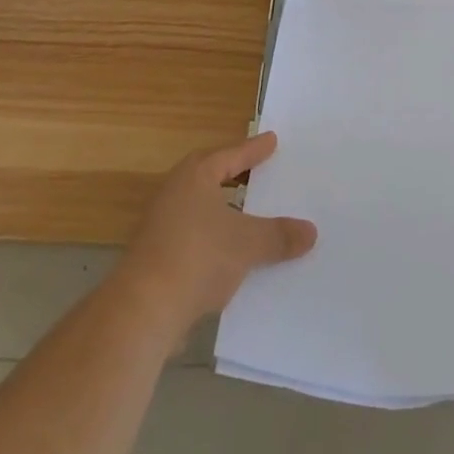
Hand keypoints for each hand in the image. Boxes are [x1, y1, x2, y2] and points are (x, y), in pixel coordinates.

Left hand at [116, 132, 317, 337]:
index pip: (230, 155)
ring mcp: (160, 226)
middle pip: (210, 177)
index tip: (272, 140)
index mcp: (195, 176)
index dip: (253, 150)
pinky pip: (194, 237)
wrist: (141, 312)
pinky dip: (213, 239)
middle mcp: (174, 193)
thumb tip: (311, 231)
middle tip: (258, 170)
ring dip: (223, 211)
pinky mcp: (155, 258)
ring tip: (249, 214)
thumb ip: (279, 235)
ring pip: (200, 209)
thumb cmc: (197, 258)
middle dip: (235, 176)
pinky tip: (230, 255)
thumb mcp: (247, 244)